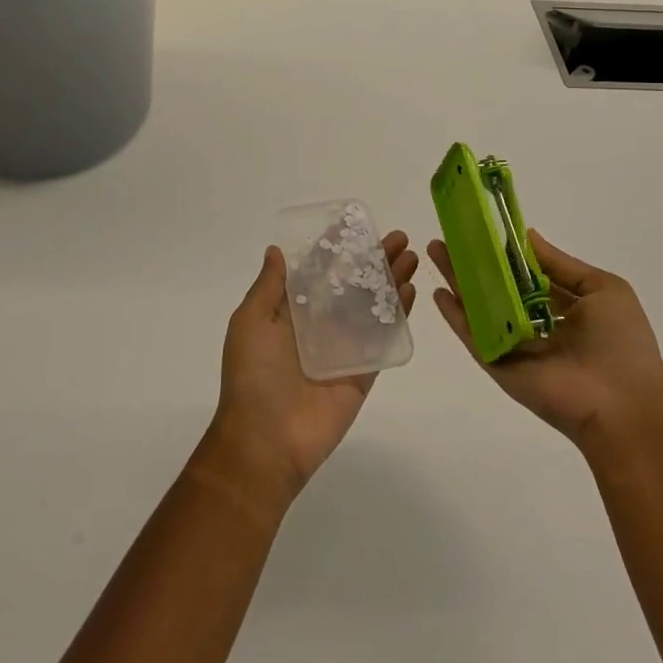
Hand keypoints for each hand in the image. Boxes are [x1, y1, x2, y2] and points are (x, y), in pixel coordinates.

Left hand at [206, 232, 418, 508]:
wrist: (266, 441)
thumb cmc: (253, 375)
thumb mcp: (250, 321)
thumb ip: (269, 286)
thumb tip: (277, 250)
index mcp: (290, 311)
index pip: (318, 270)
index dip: (337, 246)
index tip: (356, 222)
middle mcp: (319, 325)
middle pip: (352, 283)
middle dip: (374, 259)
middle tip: (398, 238)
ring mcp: (344, 348)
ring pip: (372, 306)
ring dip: (391, 280)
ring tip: (411, 256)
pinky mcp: (363, 372)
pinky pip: (383, 338)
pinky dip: (398, 315)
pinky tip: (411, 291)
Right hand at [429, 230, 662, 450]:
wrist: (622, 406)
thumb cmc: (621, 343)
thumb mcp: (603, 289)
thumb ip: (561, 264)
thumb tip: (527, 236)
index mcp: (564, 309)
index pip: (528, 275)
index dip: (506, 253)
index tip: (484, 229)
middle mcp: (536, 326)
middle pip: (498, 288)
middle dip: (474, 262)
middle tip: (450, 237)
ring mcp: (514, 346)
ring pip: (480, 307)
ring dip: (458, 280)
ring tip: (435, 251)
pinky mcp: (499, 365)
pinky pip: (474, 336)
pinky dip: (455, 316)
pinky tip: (438, 293)